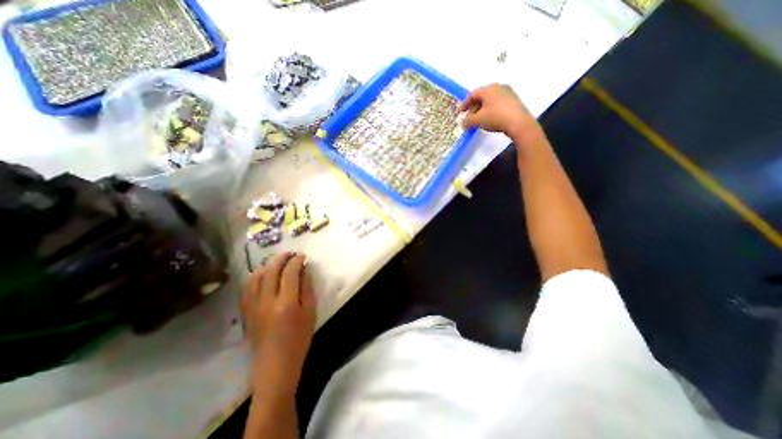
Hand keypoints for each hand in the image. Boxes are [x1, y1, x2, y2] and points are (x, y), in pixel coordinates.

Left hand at [243, 250, 316, 396]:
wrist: (275, 366)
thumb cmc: (299, 339)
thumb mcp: (311, 313)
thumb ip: (307, 289)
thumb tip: (305, 271)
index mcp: (286, 302)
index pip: (290, 272)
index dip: (296, 261)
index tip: (302, 256)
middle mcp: (267, 301)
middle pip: (271, 271)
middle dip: (281, 258)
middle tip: (290, 254)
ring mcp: (253, 306)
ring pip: (255, 277)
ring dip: (267, 265)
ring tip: (277, 262)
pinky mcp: (246, 312)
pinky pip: (247, 288)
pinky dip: (255, 277)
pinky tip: (262, 275)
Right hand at [460, 85, 541, 140]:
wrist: (519, 122)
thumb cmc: (495, 117)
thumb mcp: (478, 120)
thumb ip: (468, 121)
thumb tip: (463, 122)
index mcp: (488, 89)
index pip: (473, 94)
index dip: (464, 103)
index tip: (460, 111)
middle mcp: (498, 88)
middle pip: (482, 97)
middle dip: (473, 108)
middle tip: (468, 118)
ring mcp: (508, 94)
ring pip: (490, 101)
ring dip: (481, 110)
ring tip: (478, 121)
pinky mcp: (514, 102)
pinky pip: (497, 105)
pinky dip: (490, 111)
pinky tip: (489, 120)